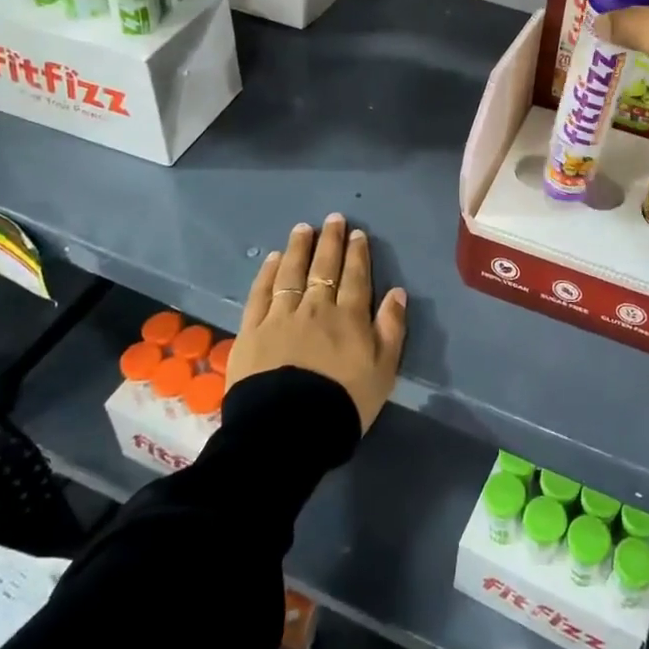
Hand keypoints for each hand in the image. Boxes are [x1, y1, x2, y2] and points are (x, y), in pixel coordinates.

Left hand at [230, 213, 407, 430]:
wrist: (288, 430)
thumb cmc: (343, 403)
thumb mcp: (383, 371)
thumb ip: (391, 329)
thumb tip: (397, 292)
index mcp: (349, 317)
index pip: (356, 277)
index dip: (357, 253)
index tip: (357, 233)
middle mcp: (316, 308)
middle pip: (324, 267)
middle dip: (330, 241)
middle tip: (333, 219)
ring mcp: (281, 316)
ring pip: (292, 273)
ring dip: (299, 248)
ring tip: (303, 228)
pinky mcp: (252, 330)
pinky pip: (261, 293)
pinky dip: (269, 273)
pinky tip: (273, 259)